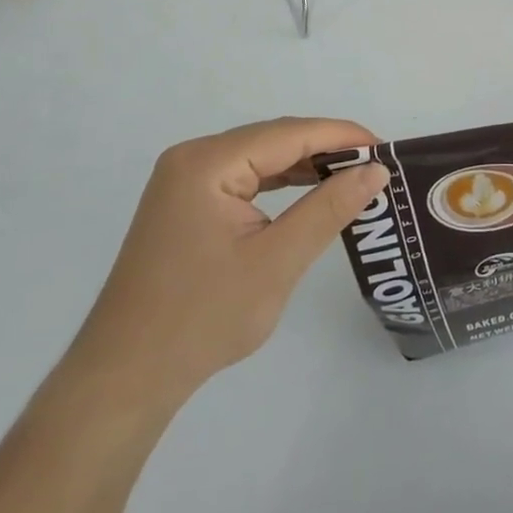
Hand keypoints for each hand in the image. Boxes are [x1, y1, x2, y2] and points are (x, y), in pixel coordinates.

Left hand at [70, 118, 387, 416]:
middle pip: (274, 139)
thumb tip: (375, 170)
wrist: (125, 378)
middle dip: (326, 150)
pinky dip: (279, 184)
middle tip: (375, 167)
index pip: (289, 133)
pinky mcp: (186, 203)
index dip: (342, 135)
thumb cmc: (202, 319)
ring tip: (352, 179)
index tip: (387, 149)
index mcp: (208, 162)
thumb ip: (329, 208)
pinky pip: (244, 178)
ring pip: (260, 157)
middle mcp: (193, 158)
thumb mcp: (277, 261)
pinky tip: (309, 195)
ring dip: (305, 167)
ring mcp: (185, 180)